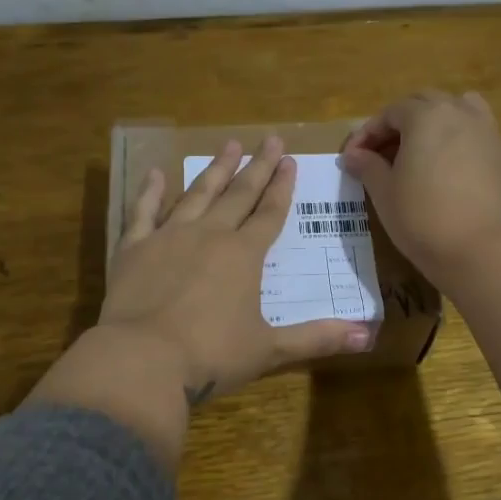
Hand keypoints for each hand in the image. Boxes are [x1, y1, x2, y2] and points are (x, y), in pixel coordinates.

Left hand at [101, 135, 373, 403]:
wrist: (142, 360)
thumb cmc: (211, 355)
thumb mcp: (269, 350)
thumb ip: (316, 338)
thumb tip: (367, 337)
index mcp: (244, 256)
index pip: (270, 214)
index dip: (282, 188)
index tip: (290, 161)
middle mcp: (209, 235)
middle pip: (239, 194)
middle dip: (257, 167)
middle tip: (270, 140)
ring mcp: (168, 237)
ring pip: (197, 194)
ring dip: (215, 169)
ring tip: (228, 144)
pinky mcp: (133, 248)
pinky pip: (142, 212)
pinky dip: (149, 191)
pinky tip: (155, 173)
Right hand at [341, 90, 500, 289]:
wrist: (482, 251)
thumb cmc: (423, 219)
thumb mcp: (385, 193)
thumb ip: (368, 167)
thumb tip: (353, 155)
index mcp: (427, 116)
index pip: (390, 113)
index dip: (367, 133)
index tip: (352, 158)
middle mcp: (460, 113)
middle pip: (425, 103)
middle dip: (400, 123)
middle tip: (382, 153)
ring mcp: (488, 133)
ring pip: (459, 109)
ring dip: (435, 121)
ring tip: (421, 150)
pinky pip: (477, 134)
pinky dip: (459, 140)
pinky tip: (449, 169)